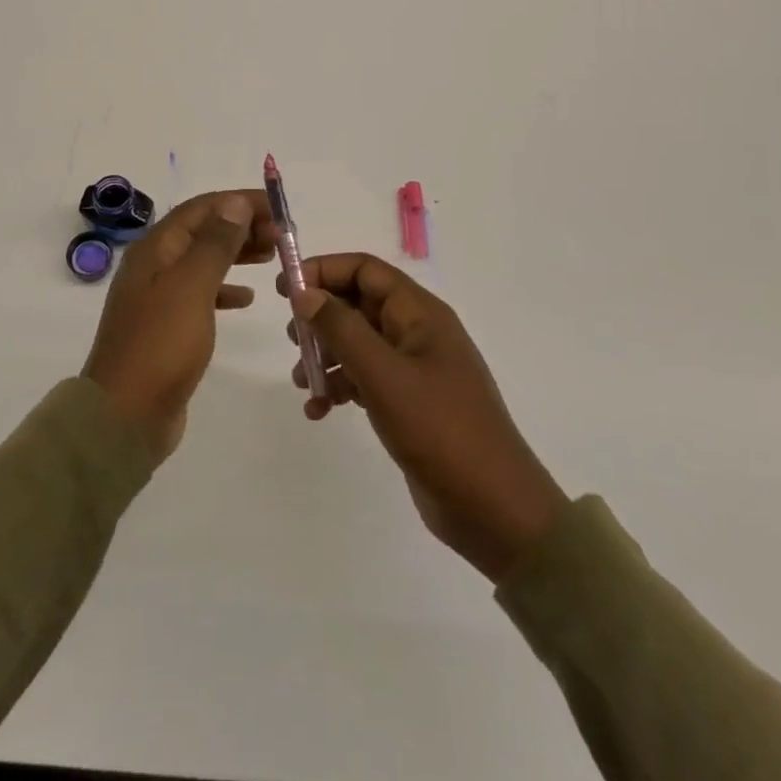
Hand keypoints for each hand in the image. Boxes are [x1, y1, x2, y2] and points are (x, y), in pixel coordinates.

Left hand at [83, 190, 275, 461]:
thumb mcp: (192, 287)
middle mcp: (154, 265)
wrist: (125, 416)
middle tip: (282, 235)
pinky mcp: (167, 326)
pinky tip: (247, 299)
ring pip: (204, 261)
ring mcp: (158, 297)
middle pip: (202, 231)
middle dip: (241, 226)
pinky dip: (225, 289)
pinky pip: (201, 293)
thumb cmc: (161, 345)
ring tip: (272, 255)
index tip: (278, 207)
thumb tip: (235, 203)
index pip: (202, 208)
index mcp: (155, 249)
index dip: (240, 202)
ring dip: (236, 253)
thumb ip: (215, 243)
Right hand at [280, 254, 566, 582]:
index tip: (286, 288)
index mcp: (420, 313)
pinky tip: (319, 410)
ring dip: (325, 356)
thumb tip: (304, 291)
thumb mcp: (383, 374)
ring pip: (358, 343)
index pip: (366, 270)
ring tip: (302, 381)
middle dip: (321, 317)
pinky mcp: (409, 403)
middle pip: (359, 304)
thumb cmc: (440, 430)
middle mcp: (417, 333)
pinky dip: (340, 387)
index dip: (324, 271)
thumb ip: (341, 328)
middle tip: (292, 338)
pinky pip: (365, 379)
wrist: (494, 510)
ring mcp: (414, 369)